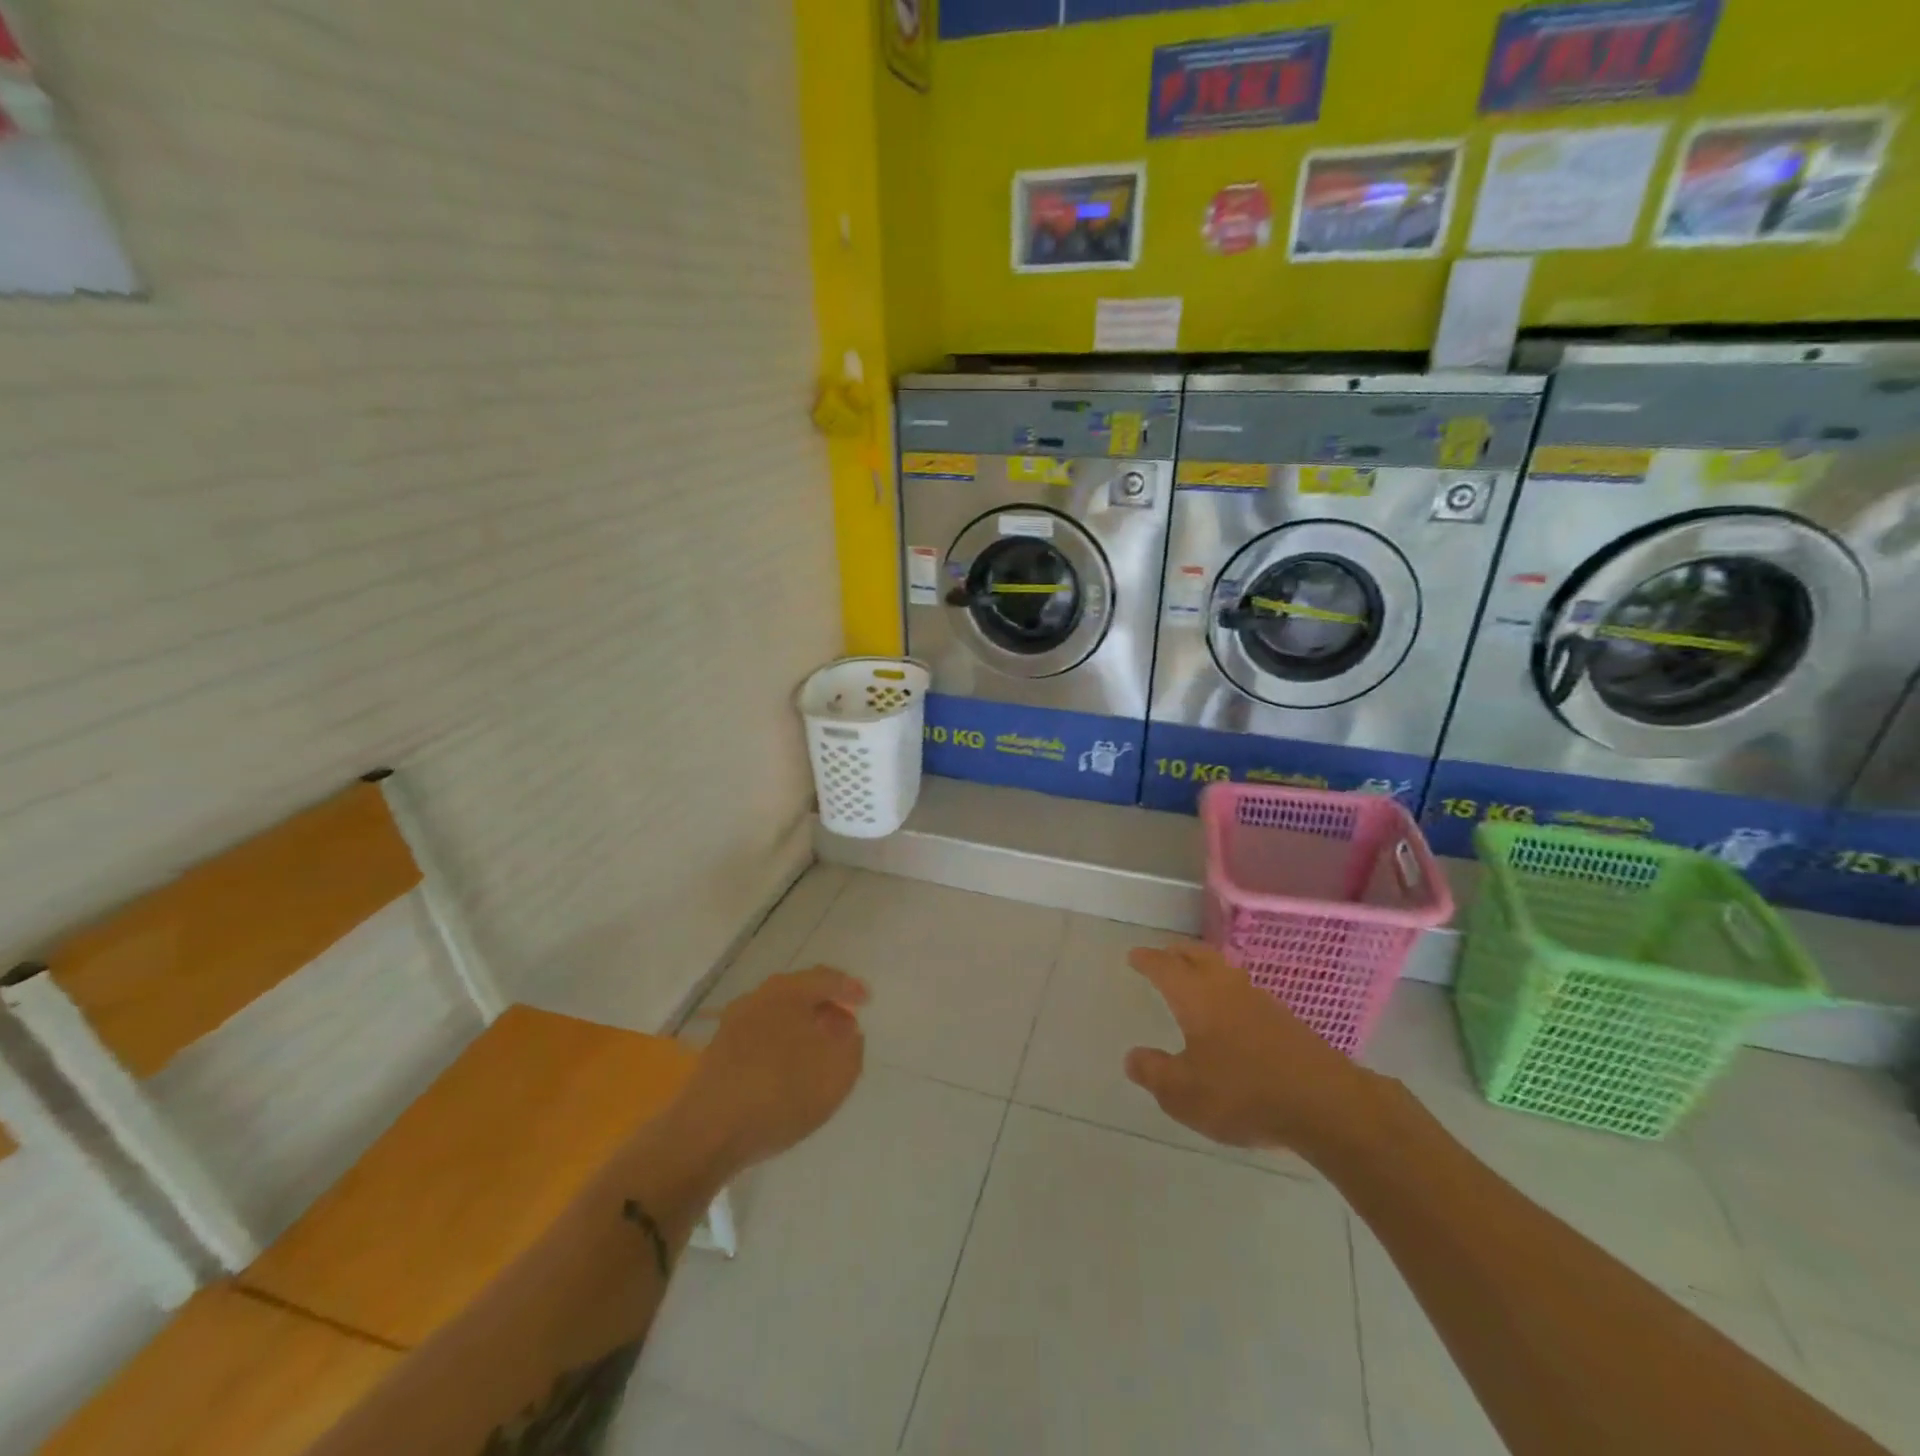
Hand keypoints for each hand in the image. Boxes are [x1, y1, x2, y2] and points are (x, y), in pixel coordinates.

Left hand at [673, 967, 868, 1175]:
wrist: (707, 1132)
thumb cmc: (781, 1092)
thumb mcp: (838, 1070)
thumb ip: (851, 1045)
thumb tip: (845, 1030)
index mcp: (788, 991)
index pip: (826, 978)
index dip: (850, 988)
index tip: (866, 1001)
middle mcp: (758, 997)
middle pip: (799, 993)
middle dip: (824, 1006)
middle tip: (844, 1024)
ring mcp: (733, 1024)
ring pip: (778, 1015)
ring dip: (801, 1027)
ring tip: (818, 1050)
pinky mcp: (718, 1052)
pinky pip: (760, 1037)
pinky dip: (780, 1045)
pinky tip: (787, 1070)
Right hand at [1124, 941, 1377, 1153]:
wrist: (1325, 1104)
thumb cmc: (1243, 1093)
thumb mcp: (1184, 1093)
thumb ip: (1154, 1073)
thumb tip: (1133, 1057)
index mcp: (1195, 996)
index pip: (1164, 967)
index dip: (1147, 960)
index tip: (1134, 956)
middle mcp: (1225, 987)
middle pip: (1198, 955)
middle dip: (1177, 952)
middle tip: (1164, 955)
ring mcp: (1259, 1000)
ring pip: (1224, 969)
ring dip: (1205, 967)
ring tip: (1194, 979)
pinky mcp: (1285, 1019)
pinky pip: (1244, 991)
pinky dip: (1227, 990)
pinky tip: (1230, 1012)